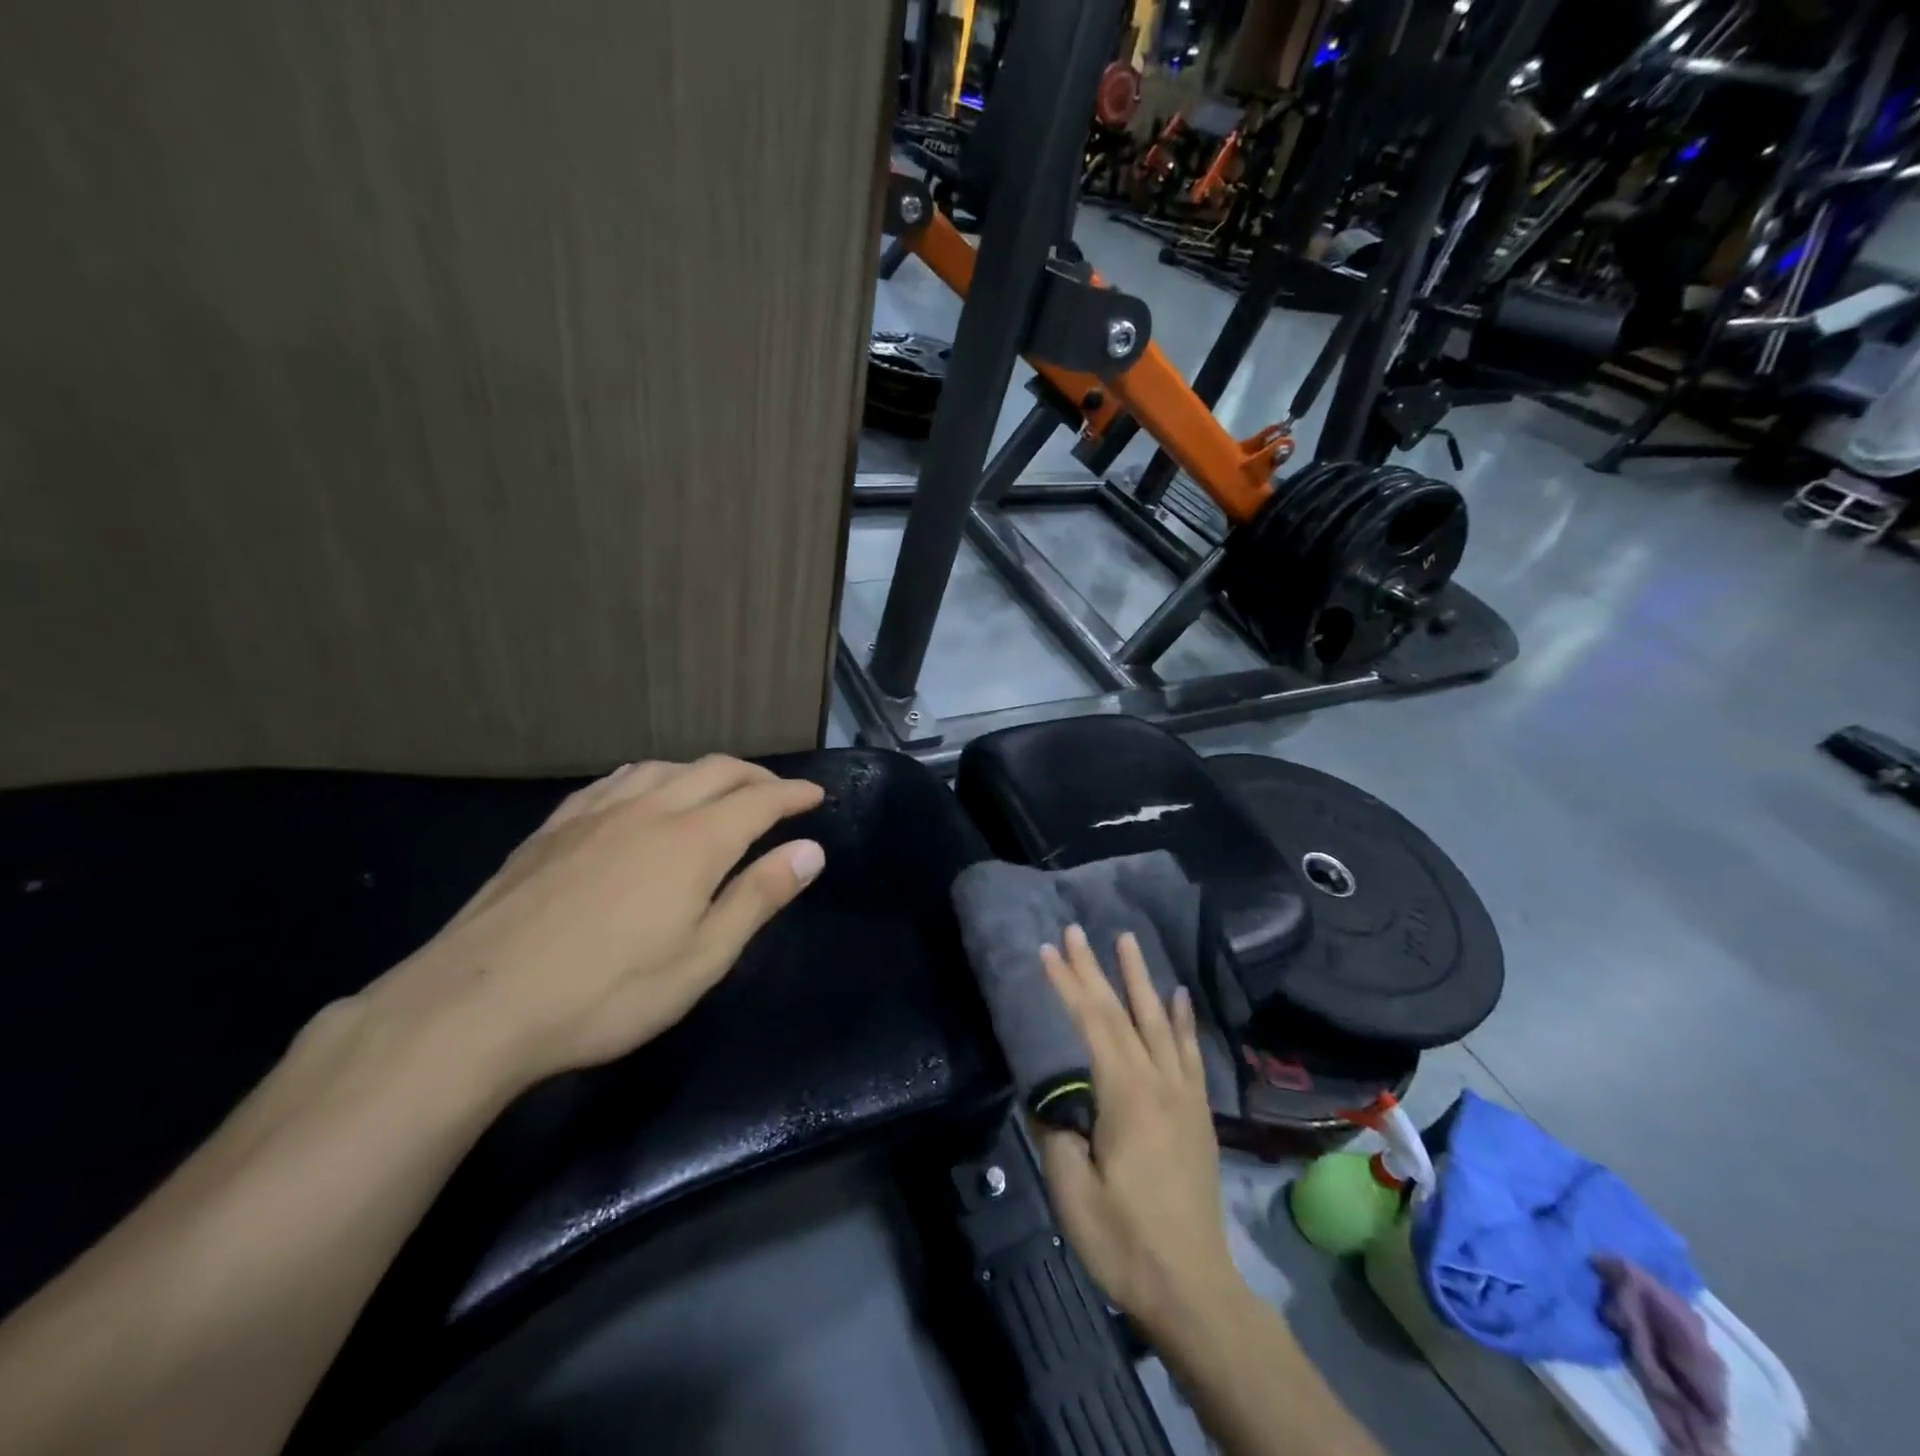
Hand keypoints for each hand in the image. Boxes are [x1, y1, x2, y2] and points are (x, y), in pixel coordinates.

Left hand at [350, 756, 825, 1094]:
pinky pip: (614, 781)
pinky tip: (641, 793)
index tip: (816, 796)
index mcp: (695, 841)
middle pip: (716, 771)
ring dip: (703, 771)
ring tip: (717, 789)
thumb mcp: (702, 959)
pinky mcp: (554, 827)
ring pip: (664, 768)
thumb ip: (759, 897)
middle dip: (756, 775)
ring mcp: (597, 813)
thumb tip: (810, 850)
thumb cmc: (608, 992)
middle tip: (777, 792)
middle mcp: (651, 809)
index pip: (760, 800)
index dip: (794, 794)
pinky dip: (649, 777)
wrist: (477, 1004)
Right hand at [1036, 925, 1241, 1339]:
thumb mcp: (1073, 1192)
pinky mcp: (1198, 1113)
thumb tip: (1049, 1097)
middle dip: (1096, 969)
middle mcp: (1159, 1082)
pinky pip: (1191, 1053)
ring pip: (1160, 1021)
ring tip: (1128, 940)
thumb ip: (1057, 1133)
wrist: (1194, 1289)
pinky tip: (1179, 997)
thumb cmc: (1125, 1241)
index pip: (1092, 1023)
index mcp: (1126, 1095)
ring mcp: (1184, 1095)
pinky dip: (1184, 1020)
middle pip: (1123, 1012)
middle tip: (1076, 930)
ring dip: (1141, 978)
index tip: (1047, 950)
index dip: (1067, 984)